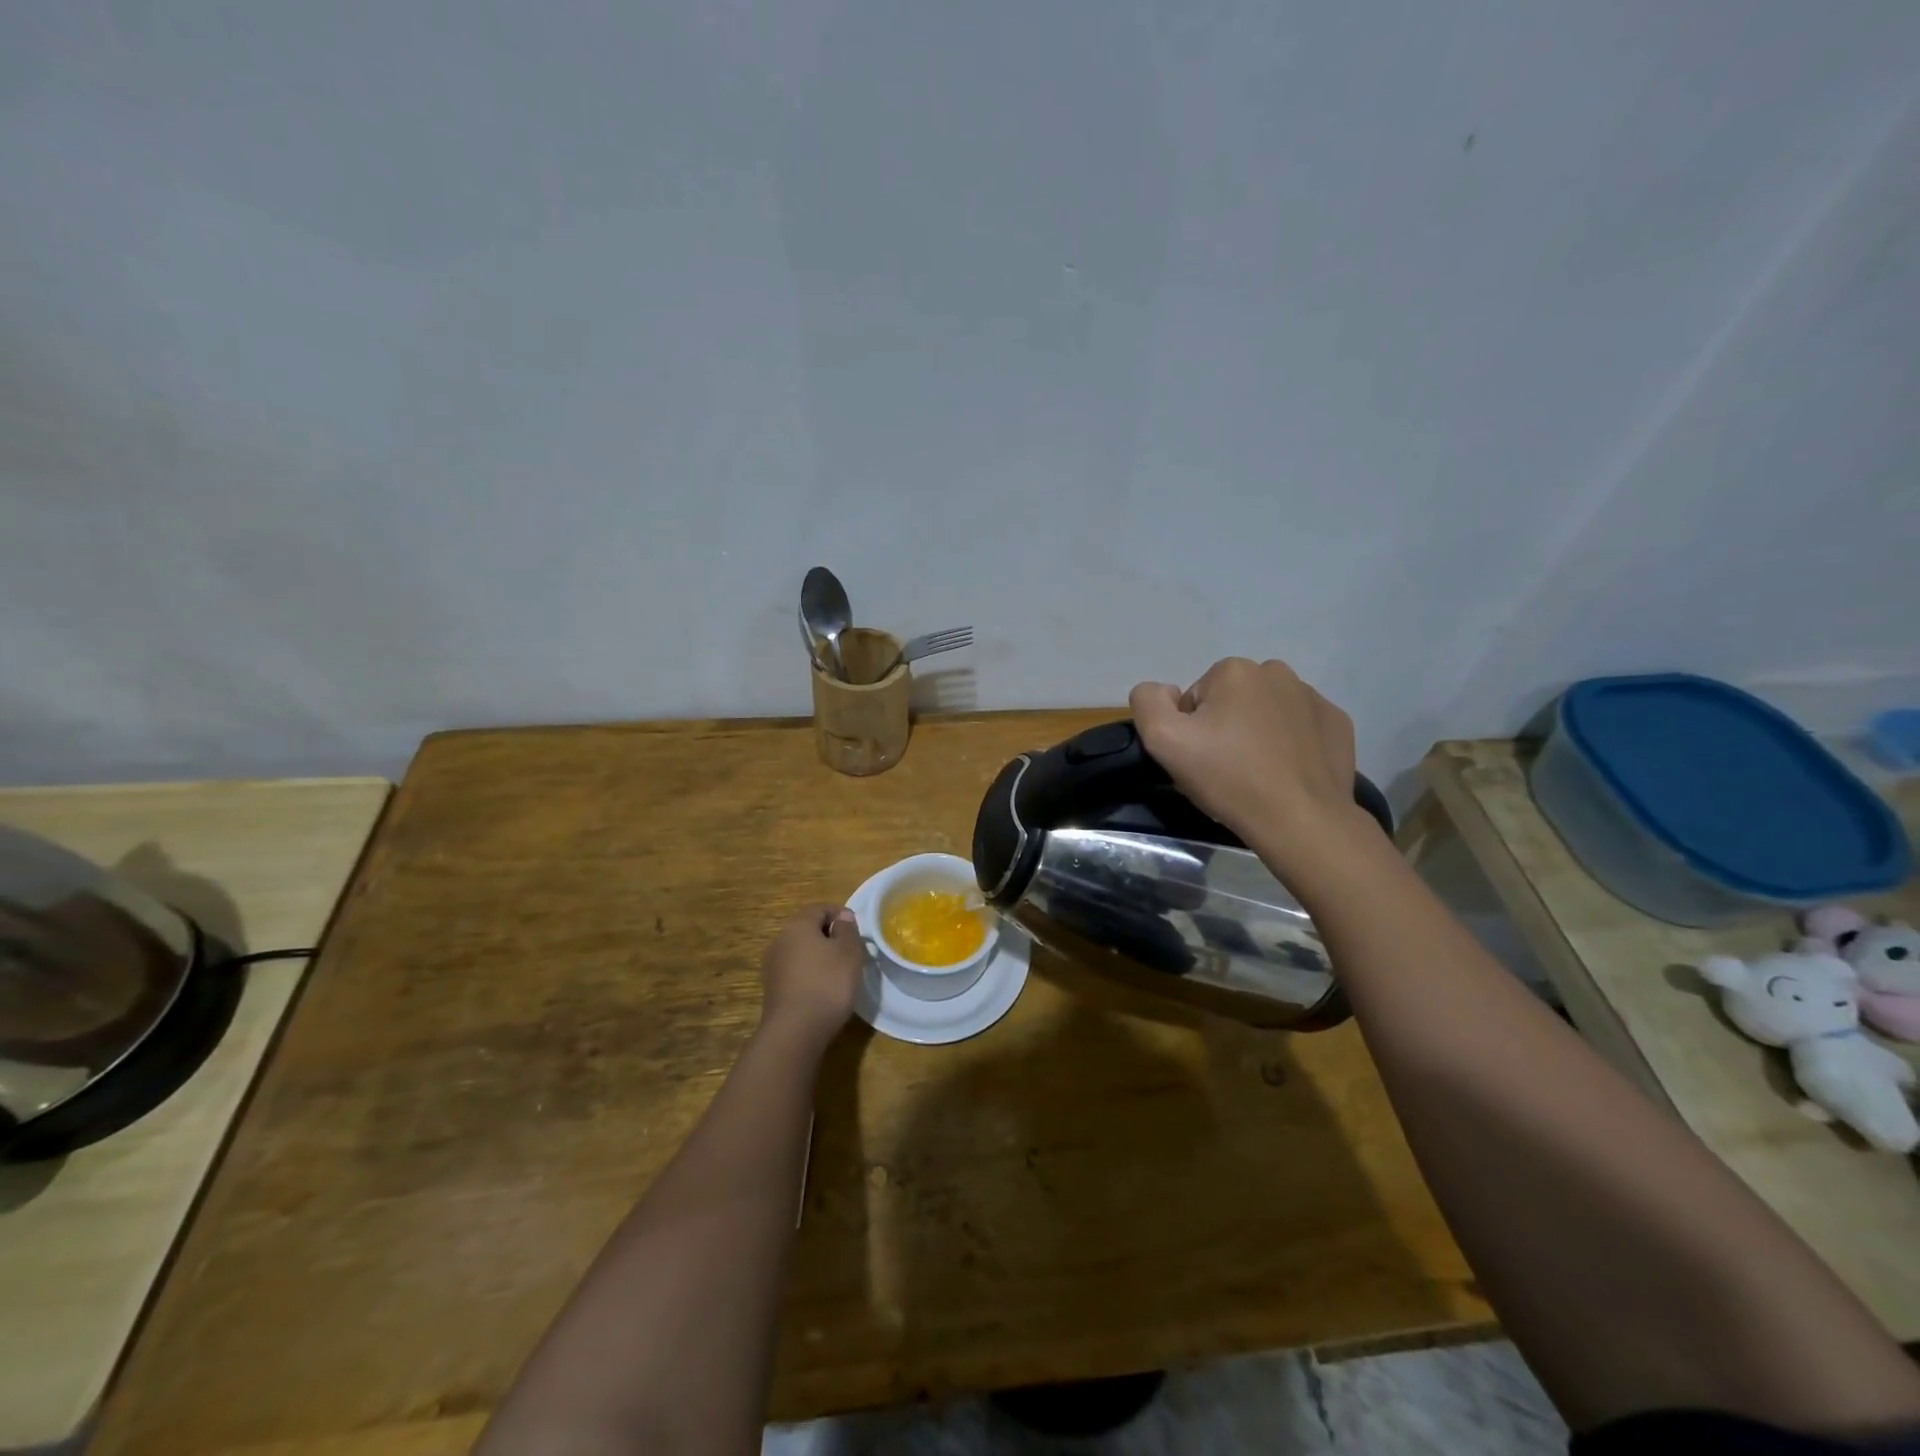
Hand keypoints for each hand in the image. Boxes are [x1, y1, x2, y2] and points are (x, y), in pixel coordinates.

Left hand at [759, 905, 865, 1045]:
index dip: (841, 914)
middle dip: (830, 936)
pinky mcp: (772, 990)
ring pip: (801, 952)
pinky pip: (796, 972)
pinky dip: (810, 975)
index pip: (820, 908)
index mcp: (797, 925)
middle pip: (808, 929)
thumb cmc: (827, 983)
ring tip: (840, 973)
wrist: (795, 1032)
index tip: (858, 931)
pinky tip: (824, 991)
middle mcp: (779, 941)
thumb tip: (841, 916)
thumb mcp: (848, 951)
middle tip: (852, 952)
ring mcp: (772, 966)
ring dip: (820, 957)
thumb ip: (847, 929)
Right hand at [1129, 658, 1370, 878]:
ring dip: (1258, 733)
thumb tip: (1163, 690)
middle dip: (1225, 727)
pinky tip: (1286, 772)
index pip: (1196, 699)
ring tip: (1258, 773)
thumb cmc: (1229, 778)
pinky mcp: (1337, 723)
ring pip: (1267, 712)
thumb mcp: (1163, 740)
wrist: (1300, 820)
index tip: (1201, 759)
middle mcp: (1276, 672)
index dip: (1191, 730)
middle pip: (1232, 701)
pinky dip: (1291, 743)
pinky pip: (1301, 727)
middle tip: (1226, 769)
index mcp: (1234, 671)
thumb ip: (1148, 702)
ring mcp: (1313, 697)